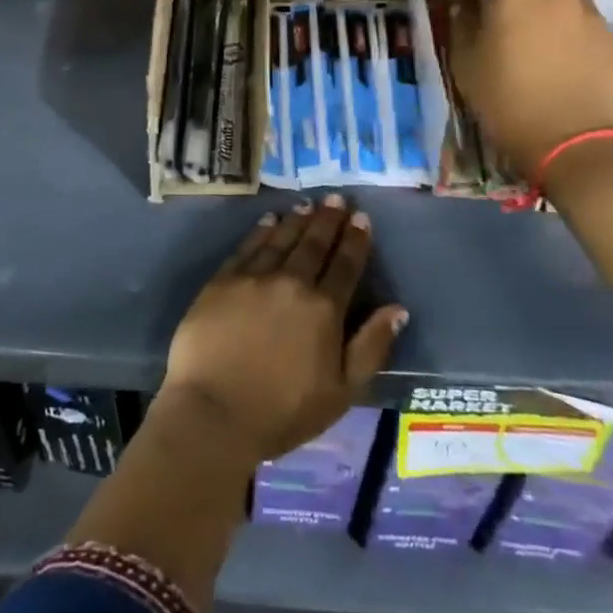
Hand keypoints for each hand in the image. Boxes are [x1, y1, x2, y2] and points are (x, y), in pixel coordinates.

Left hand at [162, 196, 407, 463]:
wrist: (213, 413)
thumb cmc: (282, 412)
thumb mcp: (342, 392)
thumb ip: (371, 347)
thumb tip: (398, 309)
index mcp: (324, 309)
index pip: (346, 265)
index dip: (356, 240)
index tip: (362, 218)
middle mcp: (292, 283)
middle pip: (314, 244)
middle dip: (328, 220)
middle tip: (336, 198)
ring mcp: (254, 278)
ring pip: (282, 239)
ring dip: (298, 220)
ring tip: (308, 205)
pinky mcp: (222, 281)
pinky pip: (248, 247)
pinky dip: (262, 231)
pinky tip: (269, 220)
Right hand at [445, 0, 612, 177]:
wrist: (574, 142)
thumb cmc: (507, 103)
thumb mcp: (465, 65)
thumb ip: (463, 25)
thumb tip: (467, 8)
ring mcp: (588, 9)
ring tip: (529, 19)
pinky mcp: (612, 34)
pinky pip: (582, 16)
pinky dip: (564, 22)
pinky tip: (557, 48)